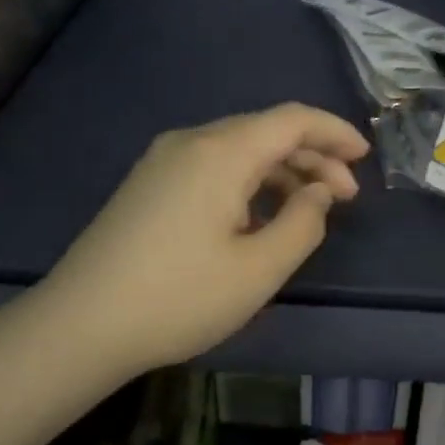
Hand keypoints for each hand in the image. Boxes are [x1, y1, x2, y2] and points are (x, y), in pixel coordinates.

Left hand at [42, 103, 369, 379]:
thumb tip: (318, 194)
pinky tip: (260, 214)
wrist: (80, 325)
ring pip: (239, 148)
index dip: (334, 132)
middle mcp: (191, 142)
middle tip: (346, 196)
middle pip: (266, 130)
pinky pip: (213, 165)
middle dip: (312, 156)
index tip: (364, 157)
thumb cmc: (179, 298)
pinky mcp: (148, 183)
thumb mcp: (259, 269)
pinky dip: (249, 180)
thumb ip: (303, 224)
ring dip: (281, 170)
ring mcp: (163, 160)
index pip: (292, 120)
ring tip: (309, 208)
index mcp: (221, 153)